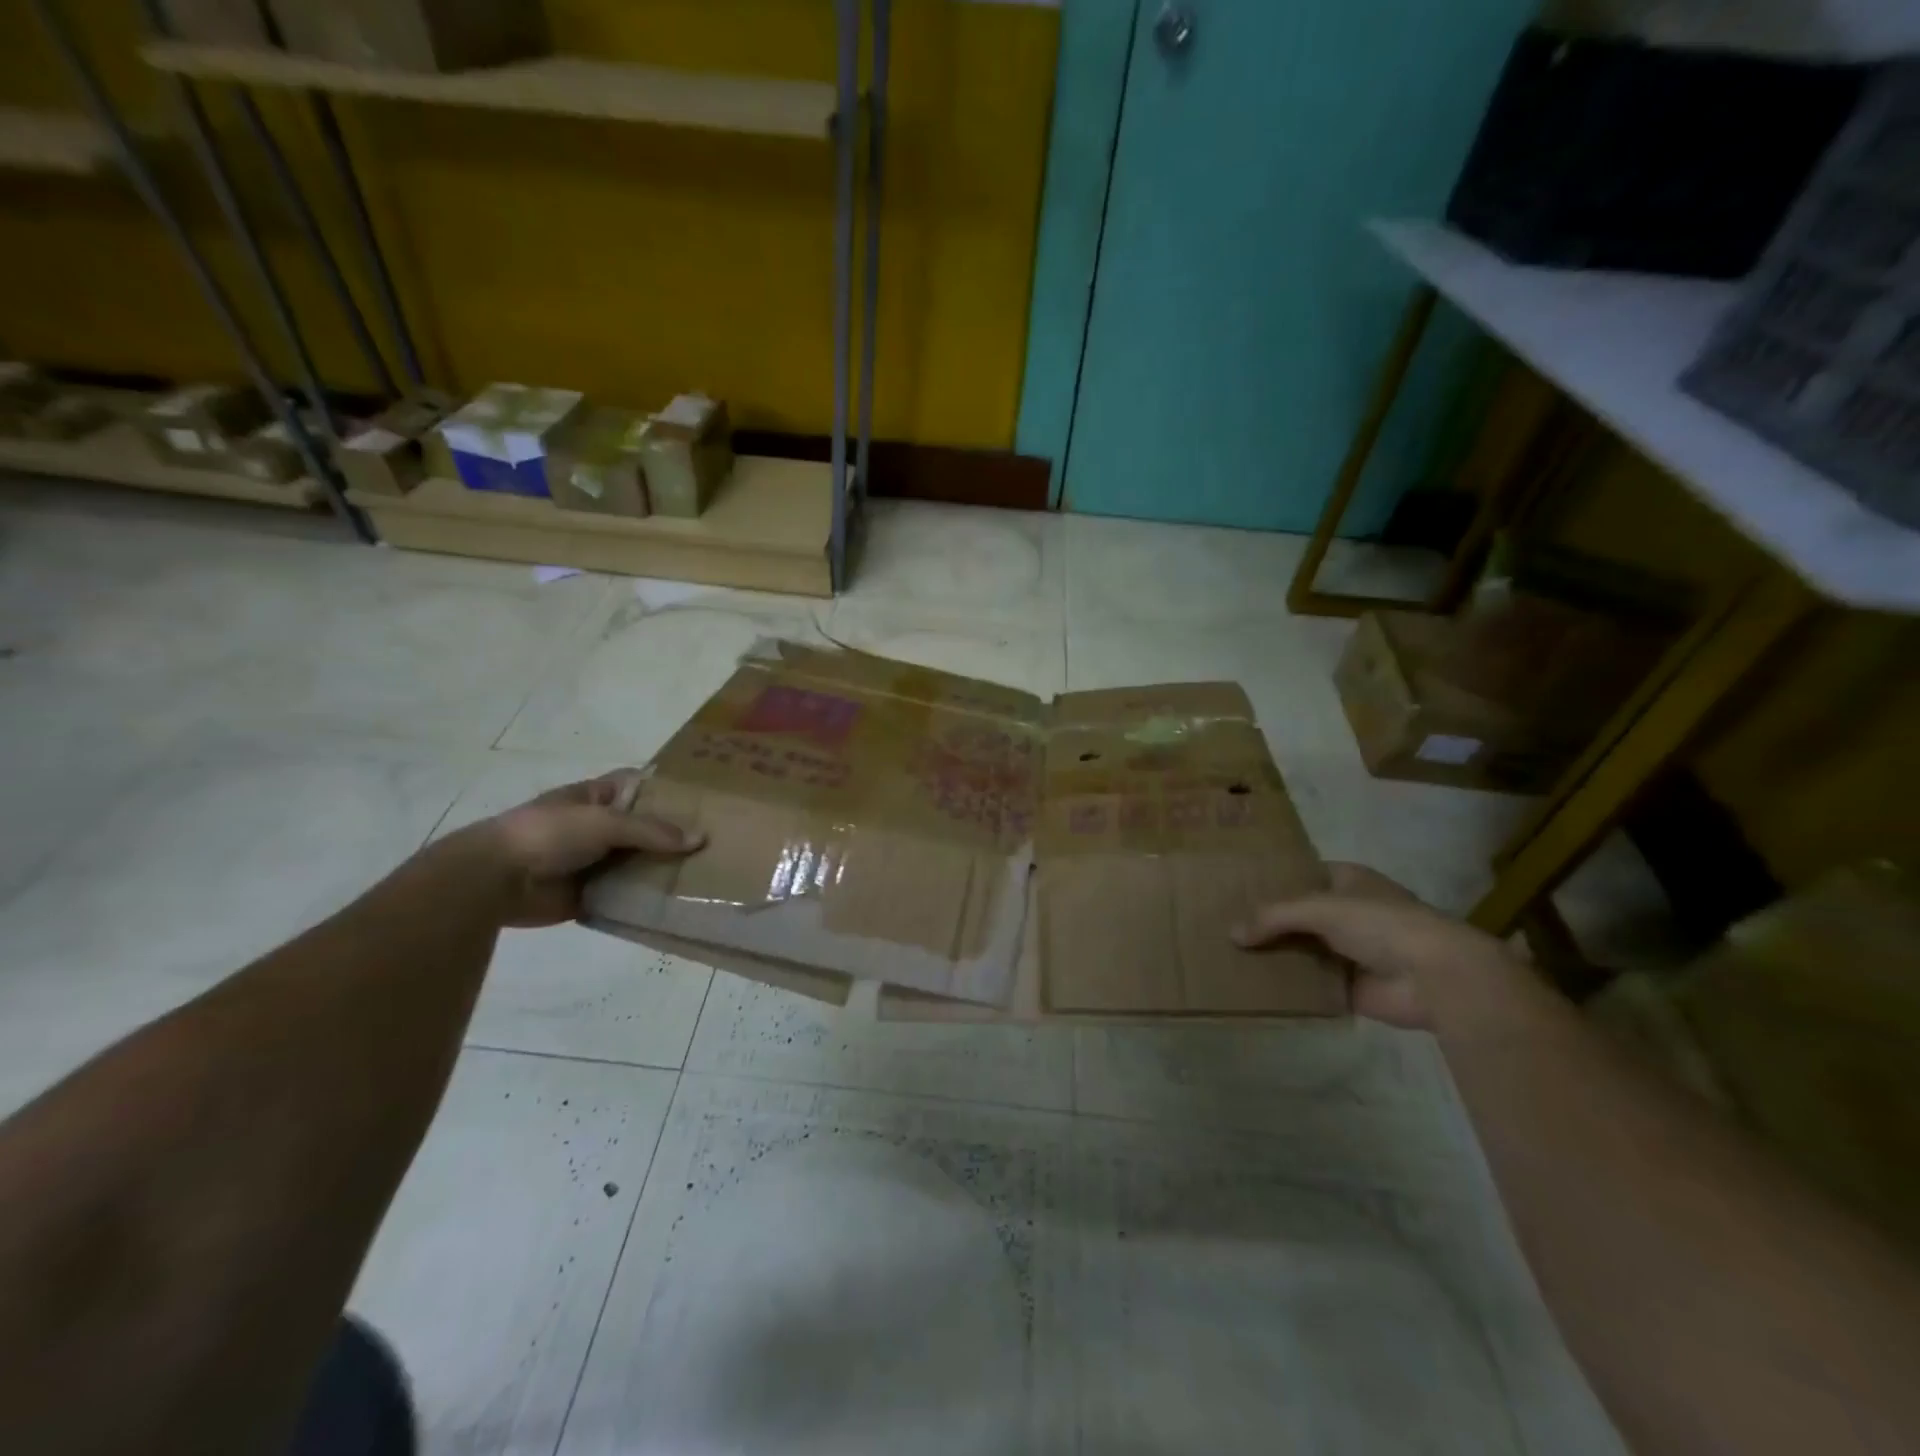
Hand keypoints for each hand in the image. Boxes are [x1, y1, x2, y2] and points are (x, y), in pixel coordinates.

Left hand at [457, 770, 703, 928]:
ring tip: (707, 876)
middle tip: (719, 844)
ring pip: (638, 864)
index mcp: (597, 798)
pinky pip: (625, 897)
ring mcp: (594, 863)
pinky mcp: (590, 896)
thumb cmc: (549, 833)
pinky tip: (678, 904)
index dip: (670, 790)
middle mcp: (598, 828)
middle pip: (645, 829)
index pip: (641, 787)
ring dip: (664, 870)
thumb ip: (652, 831)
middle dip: (675, 836)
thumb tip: (700, 839)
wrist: (495, 880)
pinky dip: (646, 901)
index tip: (708, 800)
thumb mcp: (604, 821)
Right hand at [1232, 863, 1513, 1027]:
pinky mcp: (1350, 988)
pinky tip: (1253, 986)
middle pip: (1298, 915)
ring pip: (1302, 949)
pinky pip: (1310, 984)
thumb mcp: (1320, 907)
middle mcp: (1349, 912)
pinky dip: (1288, 986)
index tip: (1234, 887)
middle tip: (1221, 924)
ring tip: (1228, 955)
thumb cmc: (1382, 924)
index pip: (1301, 875)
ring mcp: (1351, 951)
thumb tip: (1232, 934)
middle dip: (1267, 921)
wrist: (1436, 977)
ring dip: (1275, 955)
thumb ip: (1273, 917)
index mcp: (1348, 881)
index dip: (1271, 880)